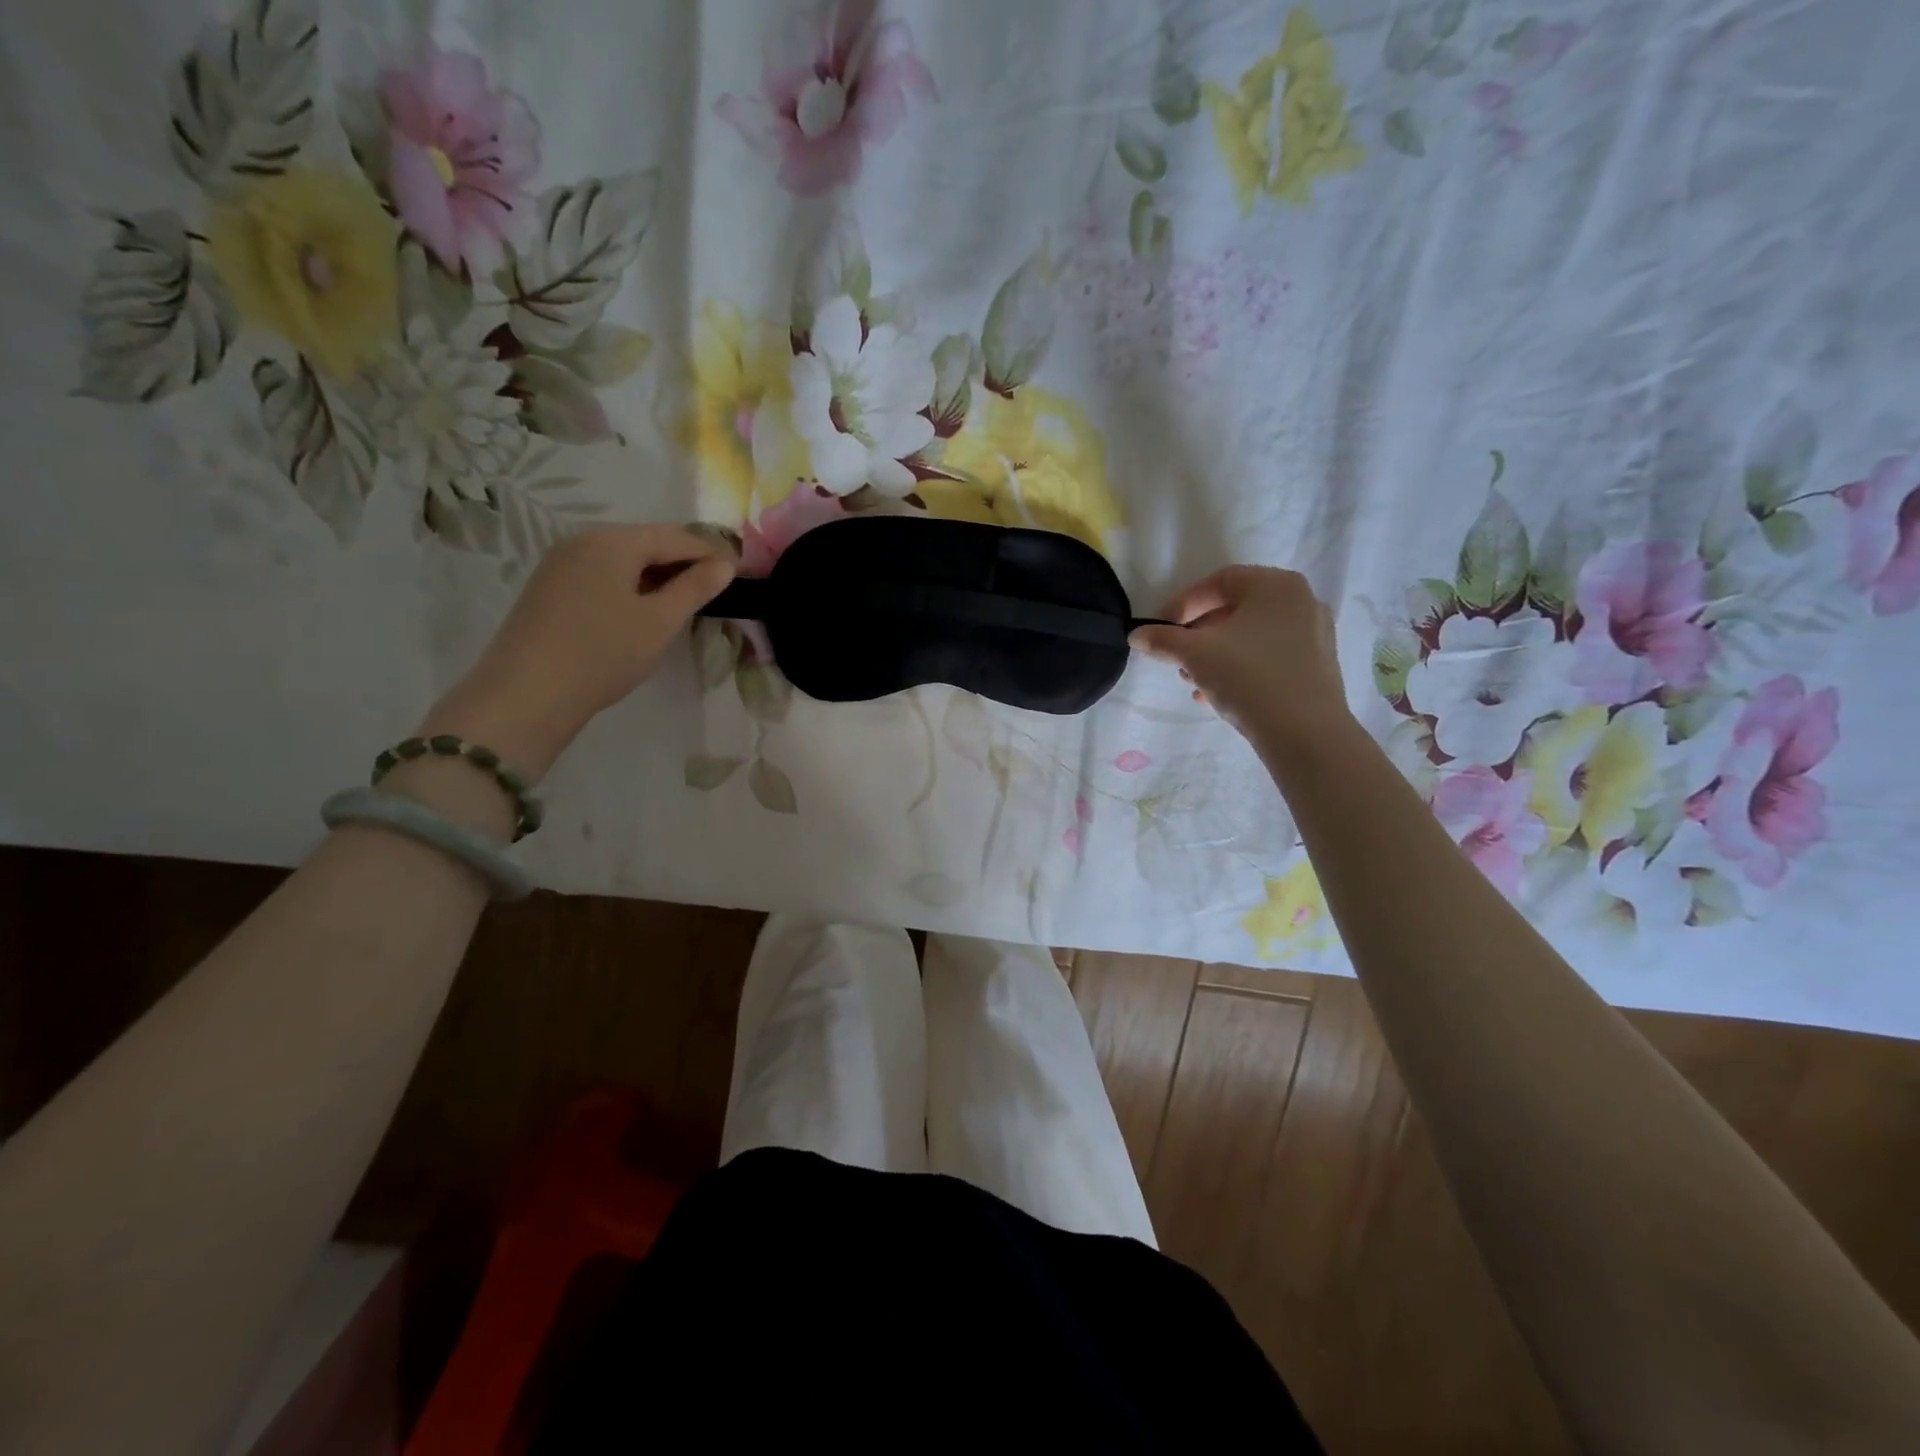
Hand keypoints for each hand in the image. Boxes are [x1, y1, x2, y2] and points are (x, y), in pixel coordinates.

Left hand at [419, 524, 734, 778]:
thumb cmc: (603, 653)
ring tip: (681, 602)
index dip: (710, 552)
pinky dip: (629, 585)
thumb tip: (724, 565)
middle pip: (646, 542)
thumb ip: (694, 589)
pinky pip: (601, 574)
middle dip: (682, 561)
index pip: (675, 536)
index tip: (737, 573)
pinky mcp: (548, 588)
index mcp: (613, 542)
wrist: (527, 695)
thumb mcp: (659, 622)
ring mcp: (560, 563)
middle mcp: (582, 540)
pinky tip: (640, 610)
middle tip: (713, 588)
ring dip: (656, 575)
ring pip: (622, 559)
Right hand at [1130, 566, 1353, 754]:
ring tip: (1193, 681)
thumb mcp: (1195, 655)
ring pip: (1250, 636)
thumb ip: (1162, 639)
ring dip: (1215, 654)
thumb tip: (1136, 635)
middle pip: (1235, 609)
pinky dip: (1240, 668)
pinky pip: (1268, 657)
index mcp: (1275, 585)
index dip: (1183, 603)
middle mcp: (1300, 601)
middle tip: (1176, 657)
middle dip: (1198, 634)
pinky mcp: (1317, 665)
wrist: (1305, 733)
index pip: (1218, 582)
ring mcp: (1313, 633)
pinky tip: (1216, 695)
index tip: (1160, 628)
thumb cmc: (1248, 677)